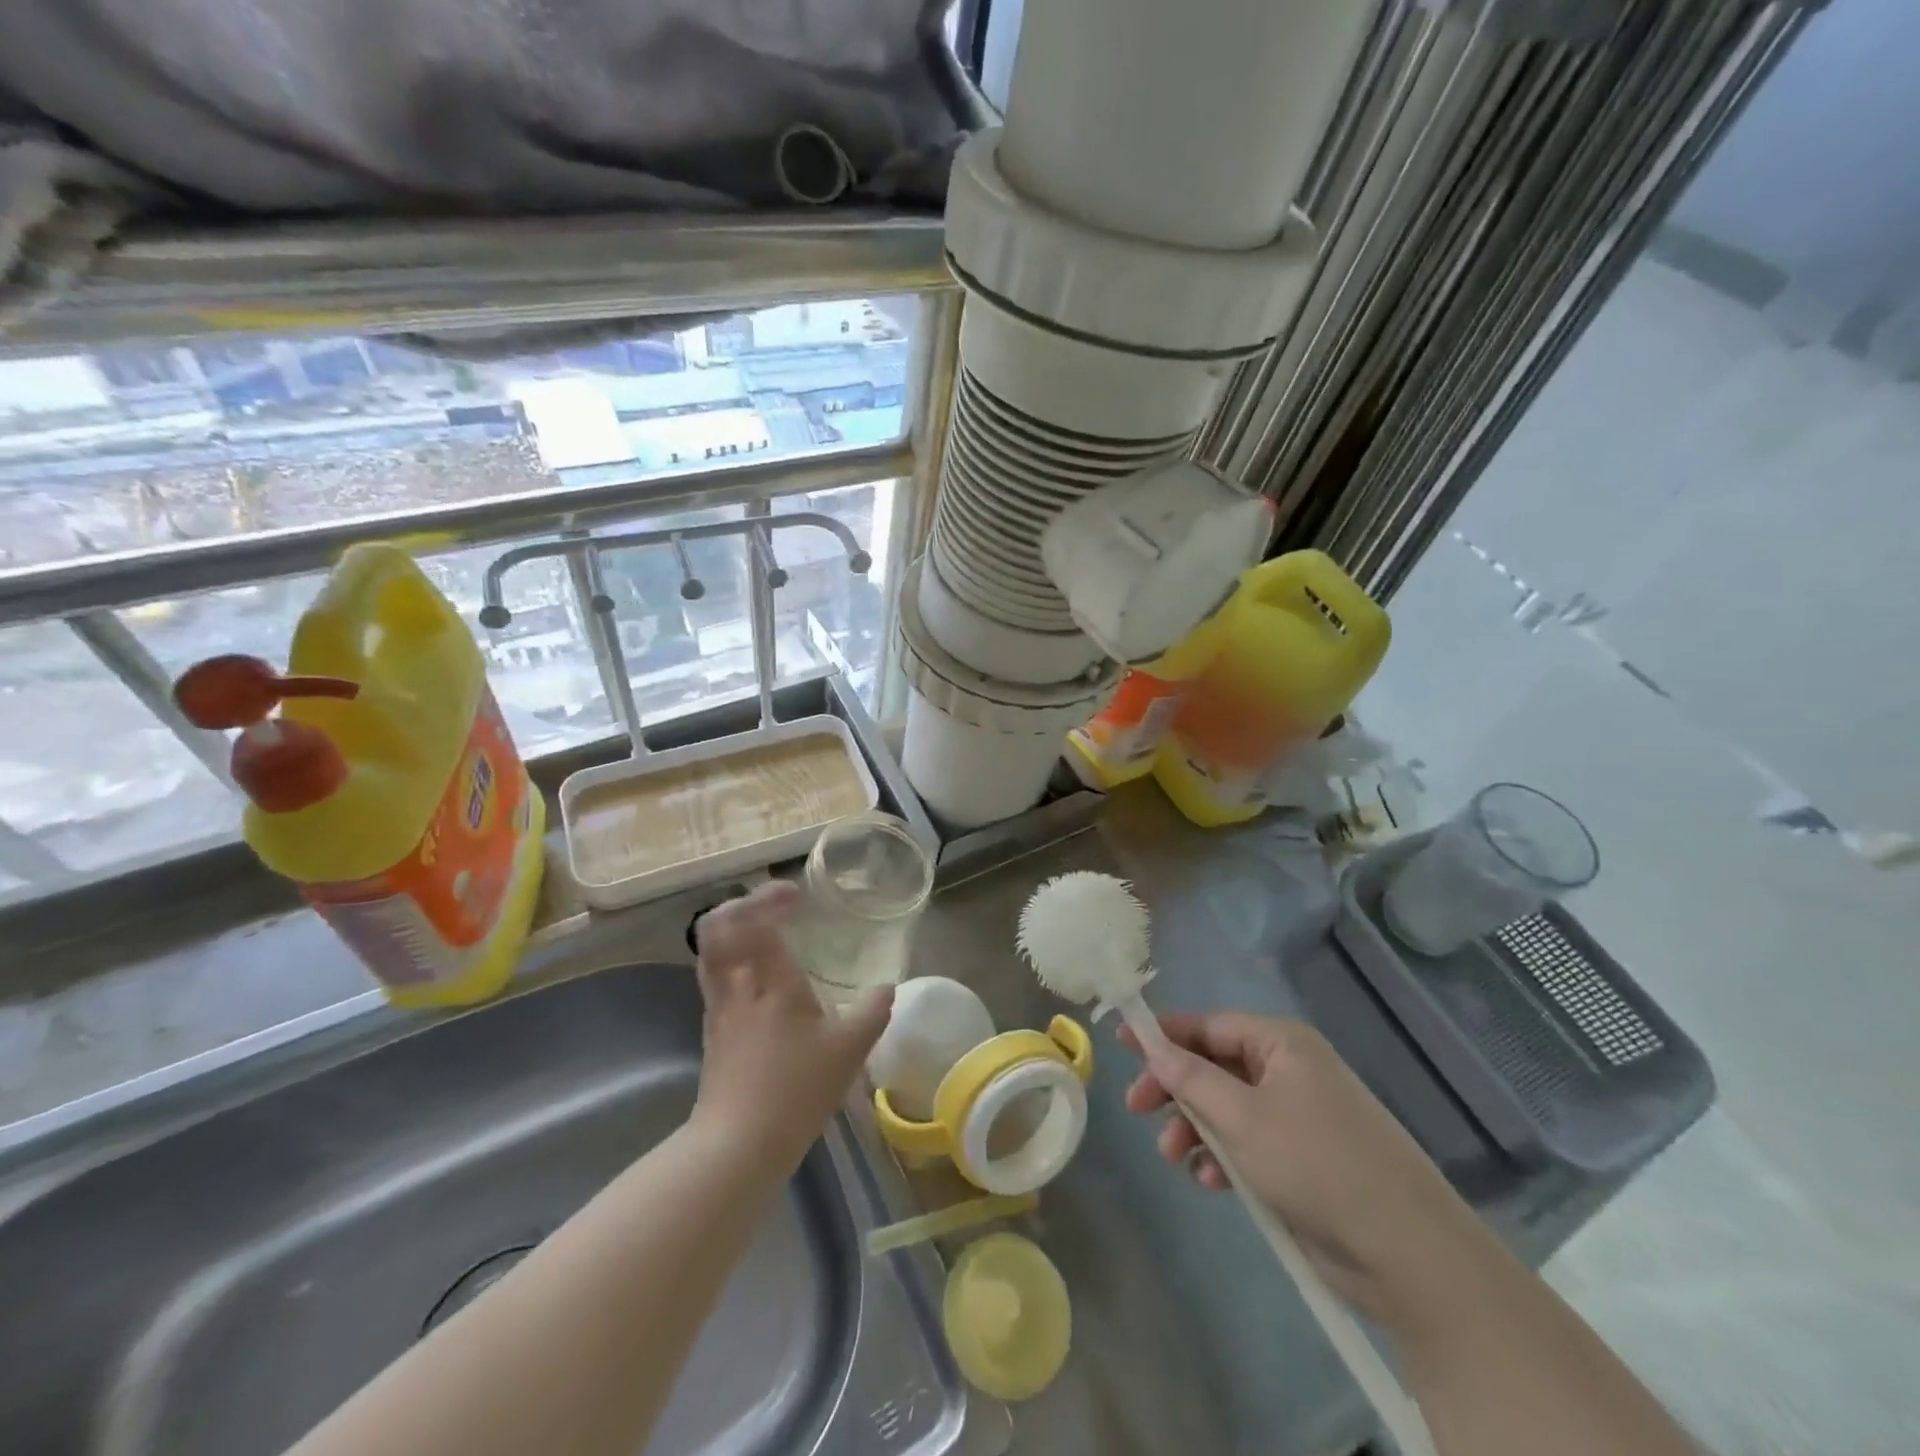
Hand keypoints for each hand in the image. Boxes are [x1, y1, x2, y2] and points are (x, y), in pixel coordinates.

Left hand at [692, 881, 892, 1171]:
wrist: (738, 1144)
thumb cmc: (796, 1090)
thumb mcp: (849, 1051)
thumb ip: (873, 1012)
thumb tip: (887, 987)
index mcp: (770, 980)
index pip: (757, 920)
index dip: (770, 898)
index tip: (795, 895)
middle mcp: (737, 985)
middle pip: (718, 927)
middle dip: (742, 905)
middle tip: (773, 906)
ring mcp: (718, 1007)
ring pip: (710, 951)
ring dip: (732, 931)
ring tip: (762, 932)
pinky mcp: (711, 1030)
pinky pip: (713, 976)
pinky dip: (729, 959)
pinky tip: (754, 976)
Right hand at [1122, 1012, 1492, 1327]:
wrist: (1407, 1255)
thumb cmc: (1315, 1164)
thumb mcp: (1241, 1117)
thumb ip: (1189, 1077)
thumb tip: (1149, 1041)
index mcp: (1281, 1044)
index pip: (1208, 1025)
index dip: (1163, 1034)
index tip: (1121, 1044)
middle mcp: (1289, 1070)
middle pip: (1213, 1066)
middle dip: (1175, 1089)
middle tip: (1137, 1110)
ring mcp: (1297, 1115)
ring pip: (1226, 1108)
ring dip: (1195, 1129)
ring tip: (1175, 1159)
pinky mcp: (1302, 1158)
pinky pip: (1247, 1142)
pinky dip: (1223, 1157)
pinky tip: (1210, 1183)